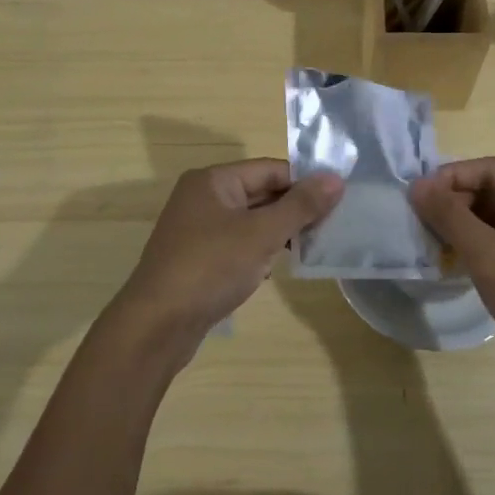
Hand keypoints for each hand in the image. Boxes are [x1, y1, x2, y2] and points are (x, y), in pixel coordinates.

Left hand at [109, 160, 343, 364]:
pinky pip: (237, 244)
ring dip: (278, 232)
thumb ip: (300, 206)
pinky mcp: (197, 258)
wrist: (157, 324)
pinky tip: (275, 268)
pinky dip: (258, 251)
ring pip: (249, 221)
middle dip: (293, 209)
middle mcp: (202, 197)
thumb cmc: (211, 267)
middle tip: (331, 226)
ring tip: (311, 247)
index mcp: (213, 180)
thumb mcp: (261, 233)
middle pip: (260, 193)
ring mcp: (197, 229)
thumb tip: (336, 179)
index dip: (304, 182)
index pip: (270, 169)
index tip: (337, 201)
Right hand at [410, 157, 494, 380]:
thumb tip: (417, 185)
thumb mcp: (489, 256)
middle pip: (491, 191)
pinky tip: (456, 264)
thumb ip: (450, 216)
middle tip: (418, 225)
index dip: (448, 178)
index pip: (487, 169)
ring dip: (463, 227)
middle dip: (453, 204)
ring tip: (431, 245)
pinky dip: (479, 247)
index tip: (414, 199)